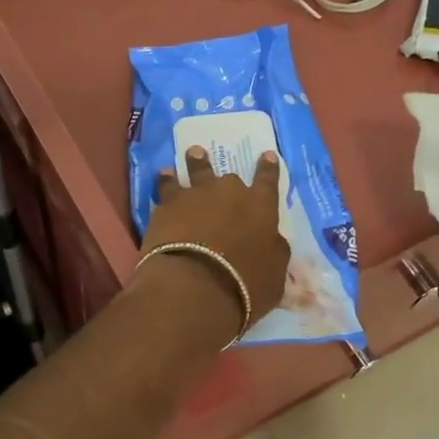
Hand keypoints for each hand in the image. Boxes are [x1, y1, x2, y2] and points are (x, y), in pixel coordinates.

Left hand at [140, 147, 290, 331]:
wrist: (195, 285)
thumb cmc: (244, 285)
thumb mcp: (275, 274)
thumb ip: (274, 250)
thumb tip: (272, 239)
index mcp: (261, 208)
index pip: (268, 182)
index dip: (268, 168)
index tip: (266, 155)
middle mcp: (230, 193)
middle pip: (229, 177)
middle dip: (226, 176)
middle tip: (228, 170)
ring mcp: (196, 195)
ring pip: (196, 170)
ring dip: (195, 162)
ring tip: (191, 153)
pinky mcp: (167, 204)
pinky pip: (166, 186)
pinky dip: (166, 181)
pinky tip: (163, 176)